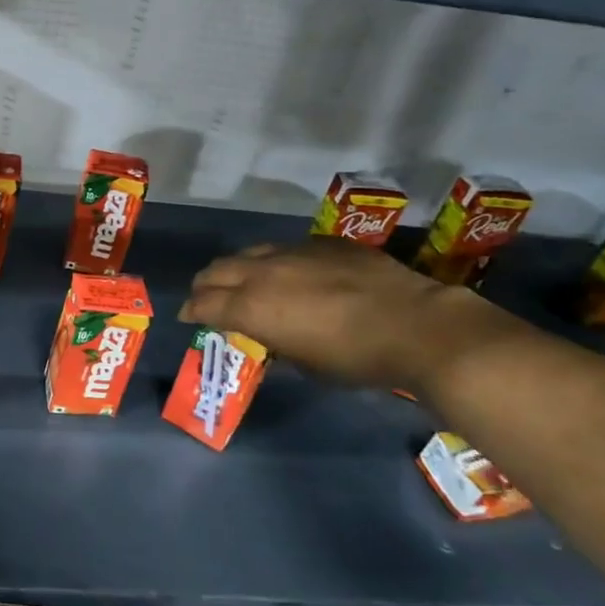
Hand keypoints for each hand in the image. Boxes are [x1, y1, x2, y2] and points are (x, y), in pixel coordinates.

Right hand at [178, 239, 505, 389]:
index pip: (203, 303)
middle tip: (208, 298)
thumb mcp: (304, 362)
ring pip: (250, 253)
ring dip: (239, 269)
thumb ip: (274, 341)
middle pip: (217, 270)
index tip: (188, 316)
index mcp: (252, 307)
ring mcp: (294, 251)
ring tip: (246, 282)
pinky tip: (294, 274)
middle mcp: (263, 272)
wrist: (416, 326)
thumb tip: (264, 334)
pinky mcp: (324, 243)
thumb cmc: (355, 358)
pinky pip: (288, 248)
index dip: (190, 311)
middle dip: (206, 285)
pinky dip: (278, 262)